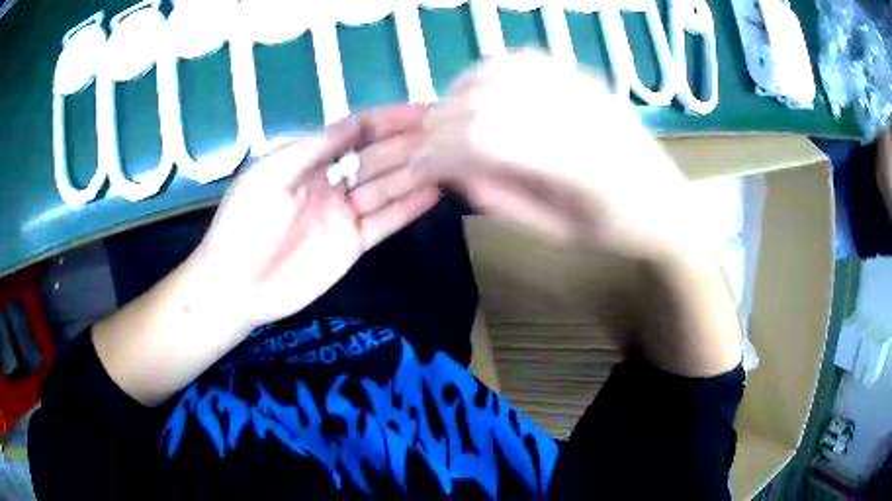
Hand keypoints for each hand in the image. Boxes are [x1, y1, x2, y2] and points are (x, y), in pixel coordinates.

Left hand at [195, 106, 438, 327]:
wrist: (236, 287)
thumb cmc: (246, 225)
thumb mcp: (273, 175)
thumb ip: (315, 149)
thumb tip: (354, 122)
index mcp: (306, 160)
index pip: (354, 132)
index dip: (387, 120)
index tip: (422, 111)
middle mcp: (329, 182)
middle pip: (375, 157)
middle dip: (407, 142)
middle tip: (447, 132)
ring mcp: (342, 215)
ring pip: (385, 187)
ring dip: (414, 172)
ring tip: (449, 158)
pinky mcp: (352, 245)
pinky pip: (385, 222)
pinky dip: (407, 209)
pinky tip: (434, 193)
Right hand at [413, 51, 702, 259]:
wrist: (671, 207)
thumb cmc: (618, 232)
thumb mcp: (557, 235)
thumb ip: (500, 201)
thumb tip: (452, 172)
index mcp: (576, 164)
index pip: (484, 138)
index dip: (440, 149)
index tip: (418, 166)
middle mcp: (578, 114)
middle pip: (485, 100)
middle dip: (441, 122)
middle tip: (425, 146)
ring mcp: (584, 88)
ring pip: (500, 71)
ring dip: (460, 91)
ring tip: (446, 117)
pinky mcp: (585, 77)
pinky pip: (526, 58)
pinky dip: (490, 69)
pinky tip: (479, 89)